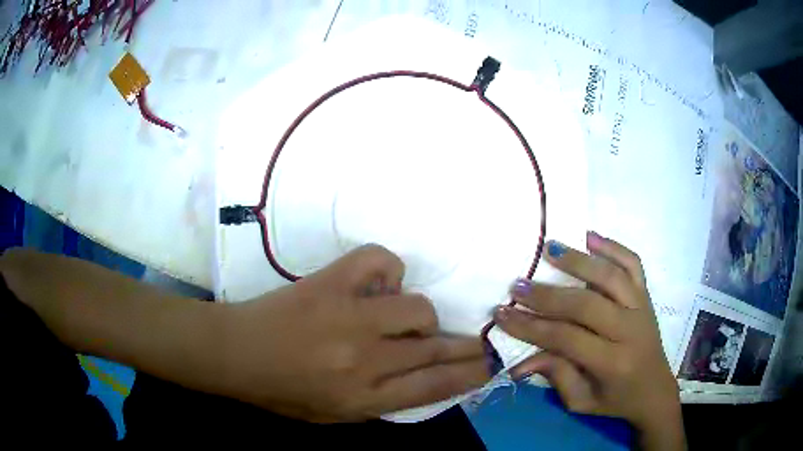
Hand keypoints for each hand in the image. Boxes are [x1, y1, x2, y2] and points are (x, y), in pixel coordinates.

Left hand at [221, 245, 489, 422]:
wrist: (237, 353)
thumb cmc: (283, 391)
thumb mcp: (335, 415)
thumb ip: (382, 403)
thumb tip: (423, 379)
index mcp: (364, 398)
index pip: (434, 386)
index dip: (469, 374)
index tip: (490, 364)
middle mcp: (365, 359)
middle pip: (435, 347)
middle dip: (467, 345)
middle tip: (480, 340)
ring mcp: (349, 316)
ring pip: (418, 307)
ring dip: (421, 314)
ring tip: (404, 318)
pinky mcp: (332, 281)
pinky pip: (381, 262)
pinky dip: (388, 270)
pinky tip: (379, 284)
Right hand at [493, 232, 684, 449]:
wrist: (655, 390)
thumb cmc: (616, 400)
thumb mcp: (582, 401)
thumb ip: (555, 376)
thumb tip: (519, 361)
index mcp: (612, 362)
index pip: (566, 338)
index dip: (531, 326)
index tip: (502, 313)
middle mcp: (629, 330)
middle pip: (585, 304)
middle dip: (547, 295)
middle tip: (518, 285)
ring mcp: (642, 307)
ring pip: (609, 276)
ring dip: (578, 260)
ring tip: (550, 248)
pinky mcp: (647, 296)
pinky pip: (633, 263)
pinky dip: (613, 246)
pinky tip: (590, 236)